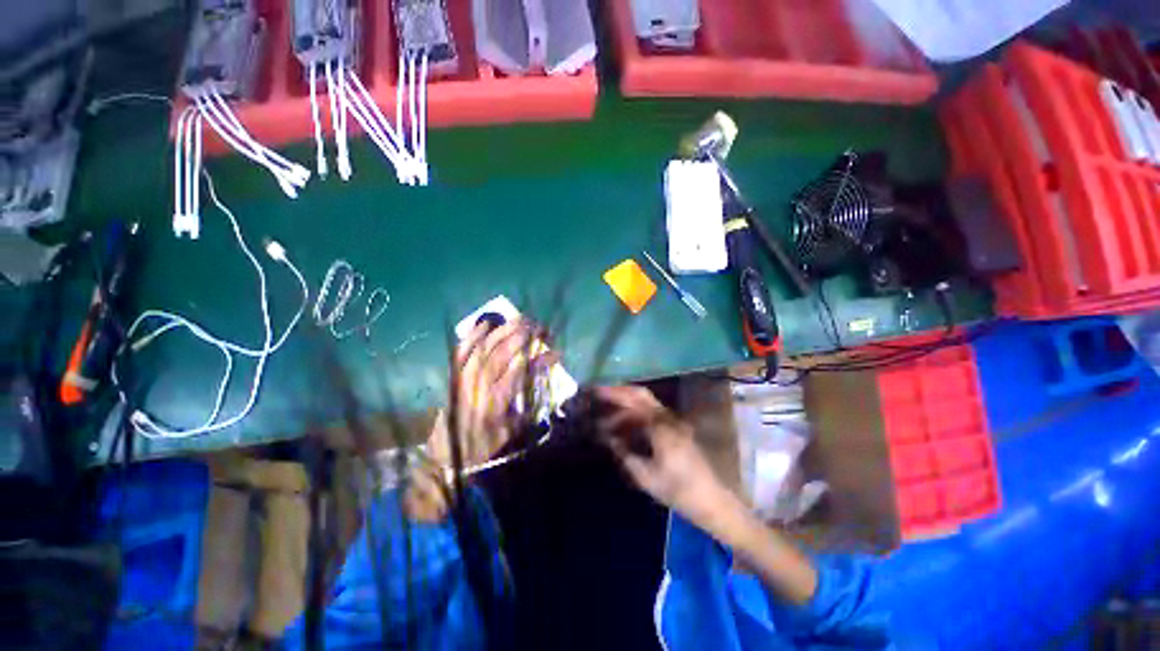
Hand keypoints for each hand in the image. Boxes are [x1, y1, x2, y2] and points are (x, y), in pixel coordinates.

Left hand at [427, 318, 550, 471]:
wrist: (446, 451)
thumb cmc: (484, 443)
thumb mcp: (511, 429)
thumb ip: (528, 405)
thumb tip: (543, 380)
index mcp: (496, 401)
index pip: (522, 372)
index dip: (540, 359)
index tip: (556, 351)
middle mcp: (479, 385)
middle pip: (502, 353)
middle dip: (523, 336)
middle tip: (539, 327)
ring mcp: (464, 377)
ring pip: (485, 346)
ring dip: (504, 330)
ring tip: (520, 319)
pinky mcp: (453, 374)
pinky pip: (463, 349)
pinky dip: (474, 335)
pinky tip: (486, 324)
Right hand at [596, 386, 818, 604]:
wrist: (713, 501)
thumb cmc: (679, 491)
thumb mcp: (647, 477)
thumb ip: (625, 454)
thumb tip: (608, 438)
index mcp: (660, 426)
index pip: (632, 401)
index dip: (613, 394)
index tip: (595, 392)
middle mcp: (668, 418)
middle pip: (641, 395)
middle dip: (619, 393)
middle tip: (599, 397)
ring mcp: (674, 422)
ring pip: (646, 405)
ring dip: (626, 407)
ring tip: (607, 419)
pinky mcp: (676, 430)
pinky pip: (652, 416)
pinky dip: (636, 417)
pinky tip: (625, 429)